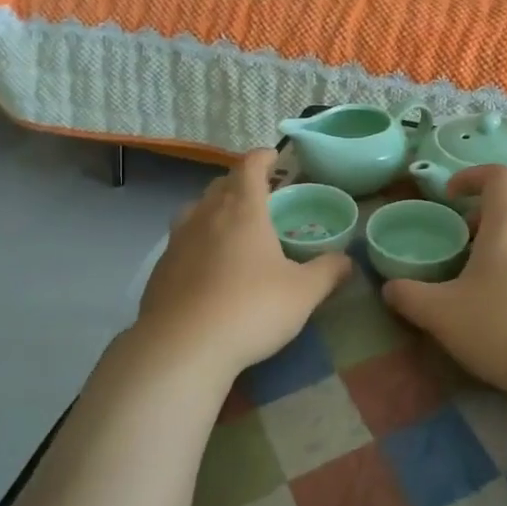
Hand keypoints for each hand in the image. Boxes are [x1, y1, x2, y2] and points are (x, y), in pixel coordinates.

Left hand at [135, 149, 352, 380]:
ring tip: (232, 230)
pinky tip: (208, 269)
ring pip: (196, 211)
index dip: (263, 157)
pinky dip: (198, 243)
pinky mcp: (160, 269)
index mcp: (243, 210)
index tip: (275, 158)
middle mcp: (206, 215)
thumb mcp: (304, 293)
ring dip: (215, 211)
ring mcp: (177, 241)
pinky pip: (181, 242)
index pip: (250, 166)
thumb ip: (328, 271)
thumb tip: (347, 260)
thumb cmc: (251, 309)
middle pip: (221, 185)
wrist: (182, 348)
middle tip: (261, 198)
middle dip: (241, 184)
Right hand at [381, 166, 506, 399]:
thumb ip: (409, 297)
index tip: (450, 195)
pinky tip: (504, 292)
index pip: (499, 175)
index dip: (472, 176)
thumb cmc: (504, 327)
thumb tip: (390, 287)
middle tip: (464, 230)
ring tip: (479, 265)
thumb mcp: (442, 315)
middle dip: (489, 205)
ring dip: (506, 232)